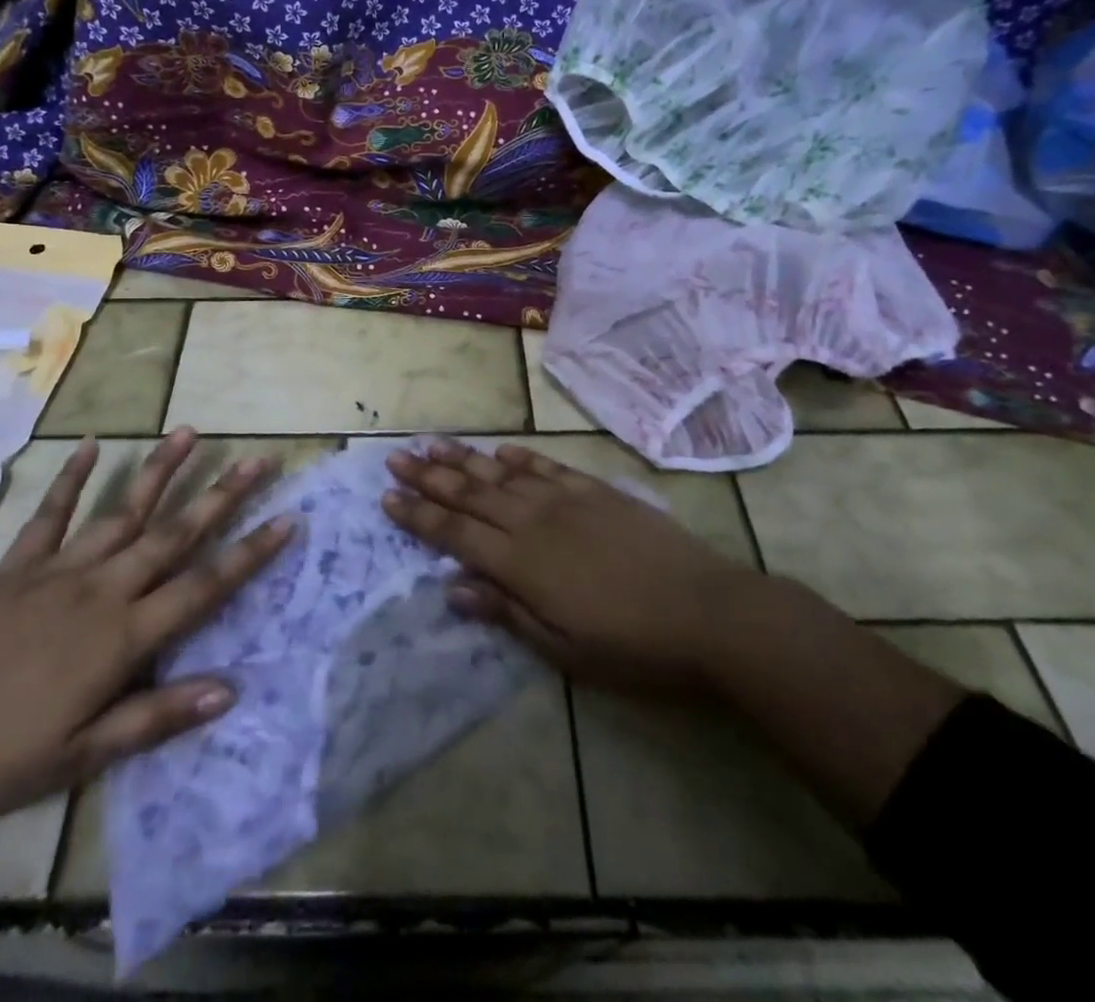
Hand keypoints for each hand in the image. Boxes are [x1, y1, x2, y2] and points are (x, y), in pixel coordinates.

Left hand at [0, 428, 294, 821]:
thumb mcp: (83, 754)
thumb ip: (157, 716)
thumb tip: (230, 689)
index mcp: (123, 636)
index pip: (203, 587)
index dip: (250, 554)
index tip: (288, 519)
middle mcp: (102, 590)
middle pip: (173, 535)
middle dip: (222, 496)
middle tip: (258, 460)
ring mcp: (58, 570)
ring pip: (122, 511)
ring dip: (161, 471)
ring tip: (190, 433)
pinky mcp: (16, 565)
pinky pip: (50, 514)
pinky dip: (72, 478)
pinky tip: (93, 445)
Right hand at [383, 440, 748, 690]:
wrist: (707, 611)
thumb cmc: (631, 646)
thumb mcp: (564, 650)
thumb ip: (506, 612)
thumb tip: (453, 587)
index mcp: (520, 564)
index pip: (455, 533)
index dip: (419, 514)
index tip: (387, 497)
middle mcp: (534, 522)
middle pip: (470, 494)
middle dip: (428, 477)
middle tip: (395, 457)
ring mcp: (565, 500)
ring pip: (501, 475)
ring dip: (463, 459)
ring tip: (431, 443)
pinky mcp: (595, 491)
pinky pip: (546, 468)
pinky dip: (518, 459)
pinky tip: (499, 451)